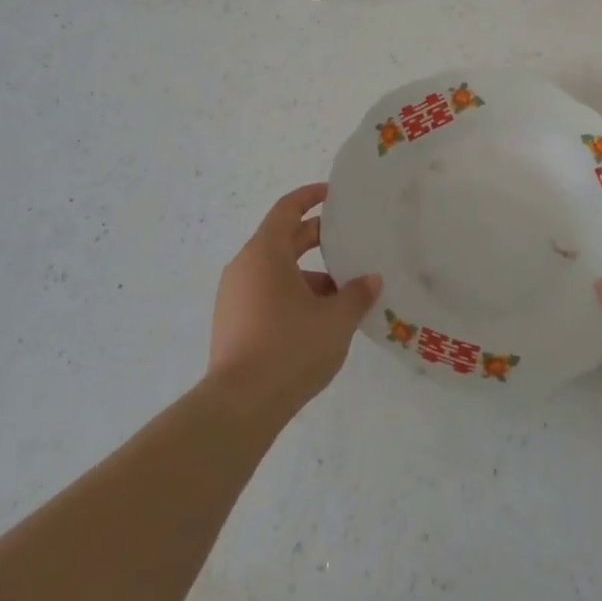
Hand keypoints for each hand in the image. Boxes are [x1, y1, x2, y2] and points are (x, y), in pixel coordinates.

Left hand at [208, 183, 381, 416]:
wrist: (240, 405)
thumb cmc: (290, 348)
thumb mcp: (335, 320)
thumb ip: (356, 294)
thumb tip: (370, 280)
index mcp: (265, 253)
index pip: (287, 209)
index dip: (309, 197)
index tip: (332, 195)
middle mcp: (244, 267)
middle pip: (282, 240)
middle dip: (316, 240)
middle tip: (349, 243)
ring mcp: (233, 297)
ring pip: (276, 272)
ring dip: (308, 275)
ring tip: (342, 294)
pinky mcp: (232, 323)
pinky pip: (266, 295)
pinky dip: (292, 296)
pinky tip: (318, 321)